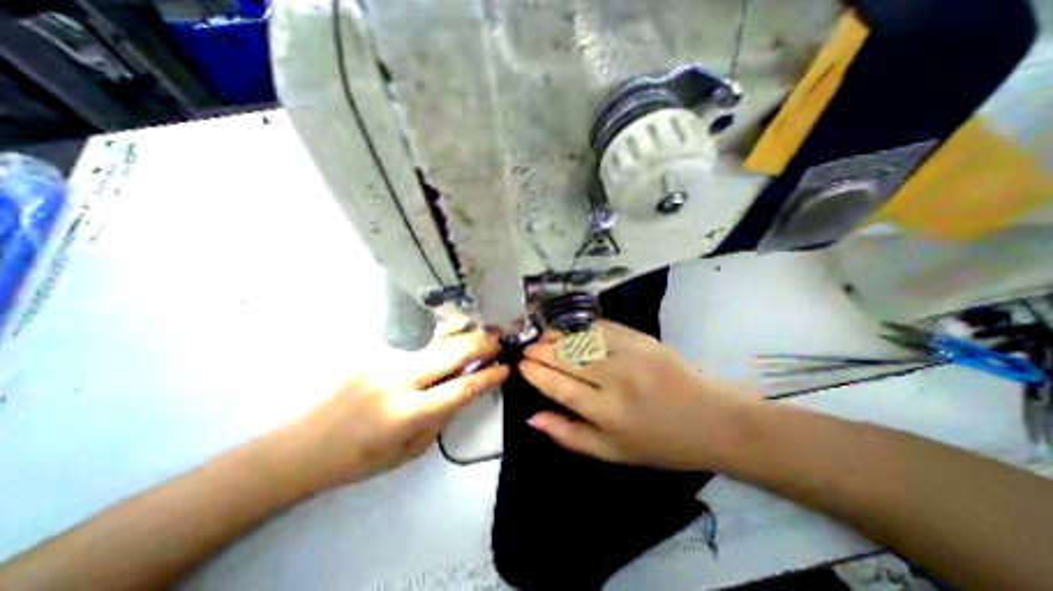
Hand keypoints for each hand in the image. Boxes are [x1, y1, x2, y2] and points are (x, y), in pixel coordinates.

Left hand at [283, 331, 505, 492]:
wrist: (304, 445)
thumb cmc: (361, 458)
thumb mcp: (411, 449)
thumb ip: (442, 416)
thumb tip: (466, 388)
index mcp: (407, 413)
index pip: (460, 388)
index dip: (487, 376)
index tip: (506, 368)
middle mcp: (398, 380)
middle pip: (451, 353)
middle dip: (480, 344)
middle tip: (500, 340)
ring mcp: (386, 362)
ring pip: (438, 344)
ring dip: (464, 339)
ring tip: (484, 337)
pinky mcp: (377, 354)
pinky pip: (421, 347)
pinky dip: (444, 345)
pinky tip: (454, 345)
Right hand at [524, 320, 757, 472]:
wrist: (713, 420)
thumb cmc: (660, 443)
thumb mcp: (612, 453)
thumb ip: (568, 435)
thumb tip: (531, 417)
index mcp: (607, 413)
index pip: (559, 386)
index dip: (536, 372)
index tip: (522, 364)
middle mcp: (615, 379)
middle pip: (567, 357)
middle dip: (541, 349)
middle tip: (528, 347)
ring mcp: (630, 354)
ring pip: (581, 338)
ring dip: (557, 334)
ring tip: (542, 335)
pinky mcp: (643, 338)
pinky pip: (603, 327)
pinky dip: (582, 326)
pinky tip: (571, 328)